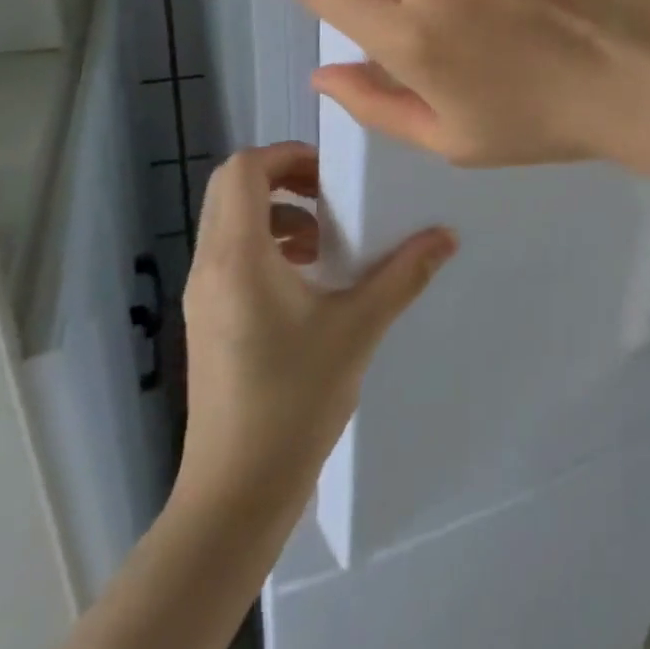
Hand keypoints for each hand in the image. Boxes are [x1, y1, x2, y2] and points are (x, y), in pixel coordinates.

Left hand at [176, 143, 455, 508]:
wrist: (235, 493)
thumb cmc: (293, 400)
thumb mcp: (358, 328)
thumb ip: (403, 274)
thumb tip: (446, 235)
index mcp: (239, 256)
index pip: (243, 169)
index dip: (286, 155)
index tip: (331, 173)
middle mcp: (210, 265)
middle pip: (233, 188)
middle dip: (284, 178)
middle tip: (332, 195)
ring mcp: (203, 294)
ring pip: (231, 221)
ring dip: (278, 212)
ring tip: (326, 240)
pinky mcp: (208, 319)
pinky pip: (232, 254)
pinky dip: (268, 244)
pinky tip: (309, 279)